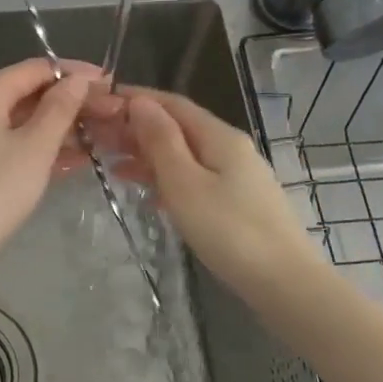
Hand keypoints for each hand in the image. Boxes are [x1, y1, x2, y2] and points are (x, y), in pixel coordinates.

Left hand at [0, 58, 104, 262]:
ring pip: (19, 122)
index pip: (35, 68)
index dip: (74, 73)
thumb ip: (60, 108)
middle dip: (69, 103)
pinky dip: (37, 148)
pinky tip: (72, 161)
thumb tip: (77, 78)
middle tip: (109, 113)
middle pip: (26, 93)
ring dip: (58, 129)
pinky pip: (9, 144)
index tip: (108, 83)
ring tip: (99, 138)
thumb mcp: (36, 146)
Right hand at [94, 88, 317, 296]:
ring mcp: (236, 175)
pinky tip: (146, 193)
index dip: (136, 99)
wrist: (284, 282)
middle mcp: (230, 148)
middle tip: (98, 138)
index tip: (100, 104)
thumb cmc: (229, 231)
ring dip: (148, 155)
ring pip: (184, 154)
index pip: (172, 104)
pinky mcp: (236, 201)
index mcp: (219, 136)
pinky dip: (166, 178)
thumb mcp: (185, 183)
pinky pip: (194, 178)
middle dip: (138, 129)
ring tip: (112, 165)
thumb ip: (161, 141)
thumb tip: (140, 102)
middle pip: (178, 127)